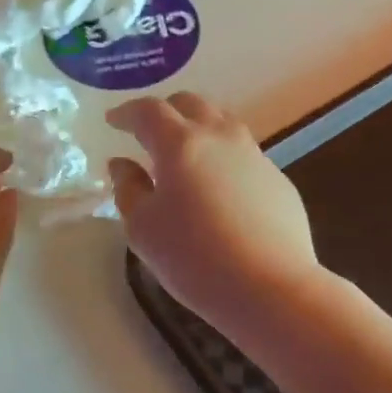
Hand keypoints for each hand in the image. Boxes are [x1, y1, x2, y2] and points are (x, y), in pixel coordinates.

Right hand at [108, 93, 321, 330]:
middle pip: (191, 105)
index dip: (126, 112)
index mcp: (180, 145)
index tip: (113, 121)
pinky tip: (217, 187)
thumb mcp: (143, 228)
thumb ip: (128, 189)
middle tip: (148, 130)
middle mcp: (220, 138)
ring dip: (197, 127)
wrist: (271, 288)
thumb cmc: (194, 258)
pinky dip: (221, 157)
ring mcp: (255, 156)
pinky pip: (243, 154)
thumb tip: (122, 164)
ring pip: (222, 123)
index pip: (148, 112)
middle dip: (165, 111)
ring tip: (184, 152)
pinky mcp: (278, 180)